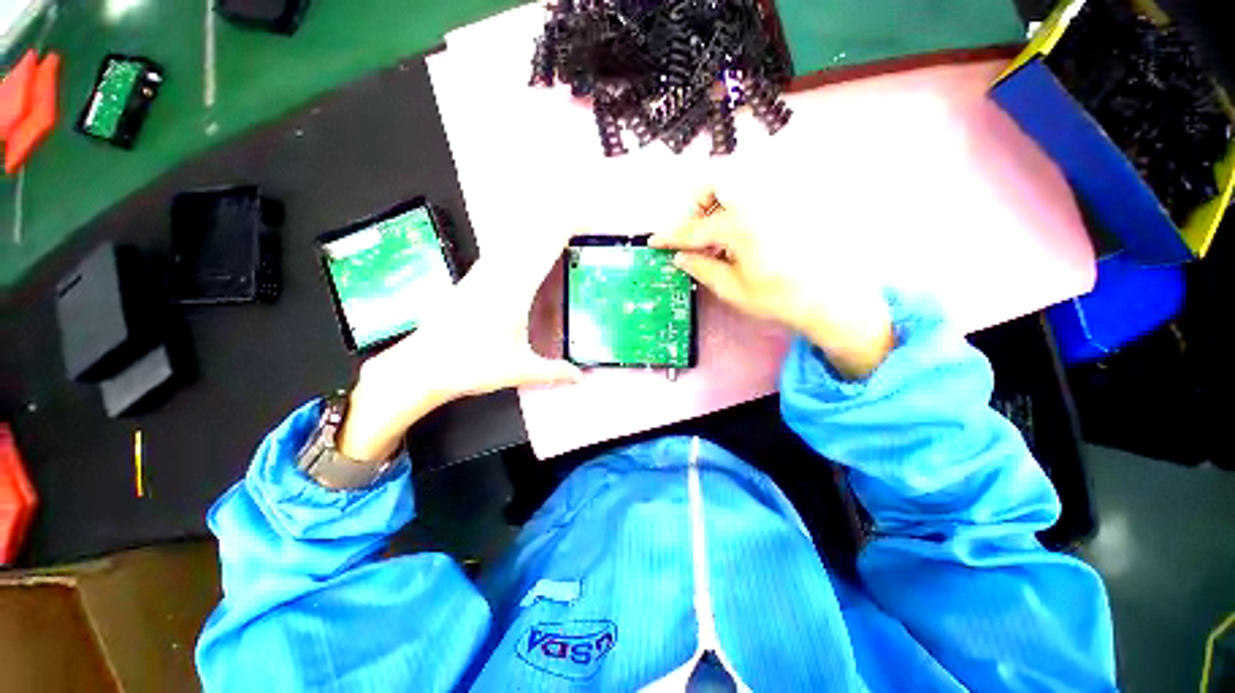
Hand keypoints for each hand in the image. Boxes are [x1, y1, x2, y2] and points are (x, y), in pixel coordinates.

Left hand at [338, 232, 581, 461]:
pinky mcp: (472, 280)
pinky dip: (522, 248)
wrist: (420, 367)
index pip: (546, 245)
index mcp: (514, 287)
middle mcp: (498, 272)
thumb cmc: (470, 365)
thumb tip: (582, 376)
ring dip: (539, 234)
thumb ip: (555, 371)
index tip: (591, 223)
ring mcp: (482, 274)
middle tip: (584, 230)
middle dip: (560, 226)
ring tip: (561, 241)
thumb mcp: (519, 370)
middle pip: (532, 234)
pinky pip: (503, 253)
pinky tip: (527, 260)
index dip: (569, 227)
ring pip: (515, 240)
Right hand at [650, 190, 893, 379]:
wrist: (833, 299)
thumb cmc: (779, 298)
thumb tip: (680, 257)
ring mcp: (779, 197)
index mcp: (741, 227)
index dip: (671, 236)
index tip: (655, 241)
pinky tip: (744, 233)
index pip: (694, 229)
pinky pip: (760, 191)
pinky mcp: (794, 201)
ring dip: (719, 201)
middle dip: (698, 202)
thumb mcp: (733, 290)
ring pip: (740, 181)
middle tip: (696, 230)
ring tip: (719, 234)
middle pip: (717, 180)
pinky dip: (742, 205)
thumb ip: (702, 268)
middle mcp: (760, 201)